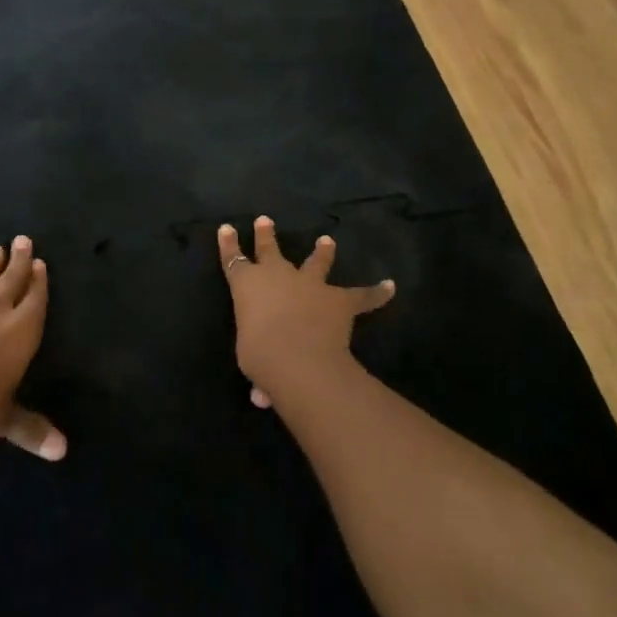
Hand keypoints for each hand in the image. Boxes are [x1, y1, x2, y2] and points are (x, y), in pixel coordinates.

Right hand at [218, 216, 395, 409]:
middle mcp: (277, 276)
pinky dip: (376, 293)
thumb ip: (259, 369)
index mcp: (247, 285)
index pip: (233, 260)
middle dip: (266, 235)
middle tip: (265, 220)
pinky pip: (362, 295)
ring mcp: (310, 284)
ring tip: (327, 241)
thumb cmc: (259, 356)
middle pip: (270, 249)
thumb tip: (262, 396)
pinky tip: (389, 287)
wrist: (297, 357)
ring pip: (316, 262)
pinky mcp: (339, 299)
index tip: (226, 228)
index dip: (229, 244)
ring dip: (322, 252)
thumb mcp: (250, 360)